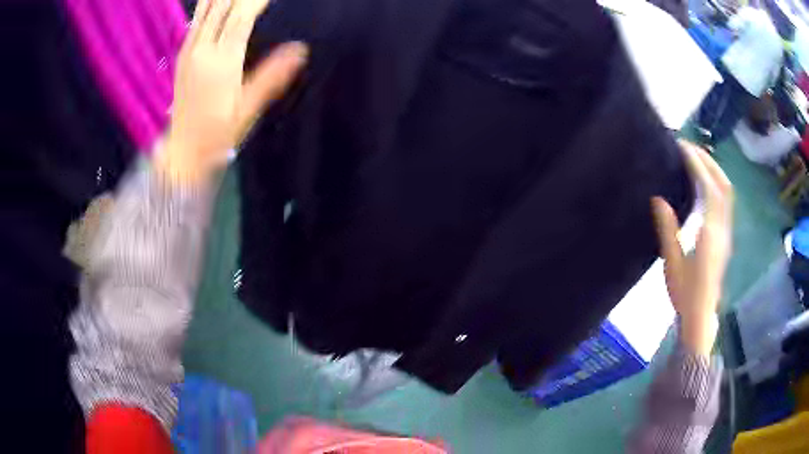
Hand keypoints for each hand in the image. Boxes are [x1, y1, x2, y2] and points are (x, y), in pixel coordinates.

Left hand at [158, 0, 307, 184]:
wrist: (183, 150)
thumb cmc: (218, 133)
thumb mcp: (248, 108)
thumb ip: (273, 76)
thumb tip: (301, 50)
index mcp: (222, 61)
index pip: (242, 17)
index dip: (258, 0)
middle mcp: (202, 49)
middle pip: (222, 5)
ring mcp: (189, 49)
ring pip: (206, 8)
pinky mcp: (183, 53)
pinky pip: (197, 18)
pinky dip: (210, 3)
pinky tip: (220, 1)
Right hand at [652, 140, 732, 356]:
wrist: (701, 315)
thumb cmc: (685, 293)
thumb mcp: (672, 264)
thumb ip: (667, 230)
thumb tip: (658, 198)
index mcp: (710, 233)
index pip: (709, 189)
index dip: (697, 165)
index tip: (682, 147)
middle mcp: (723, 228)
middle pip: (723, 185)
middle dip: (708, 161)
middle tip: (688, 147)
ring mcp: (726, 231)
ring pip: (726, 191)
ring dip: (713, 169)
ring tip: (695, 158)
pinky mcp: (725, 235)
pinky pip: (724, 200)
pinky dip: (715, 182)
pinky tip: (703, 182)